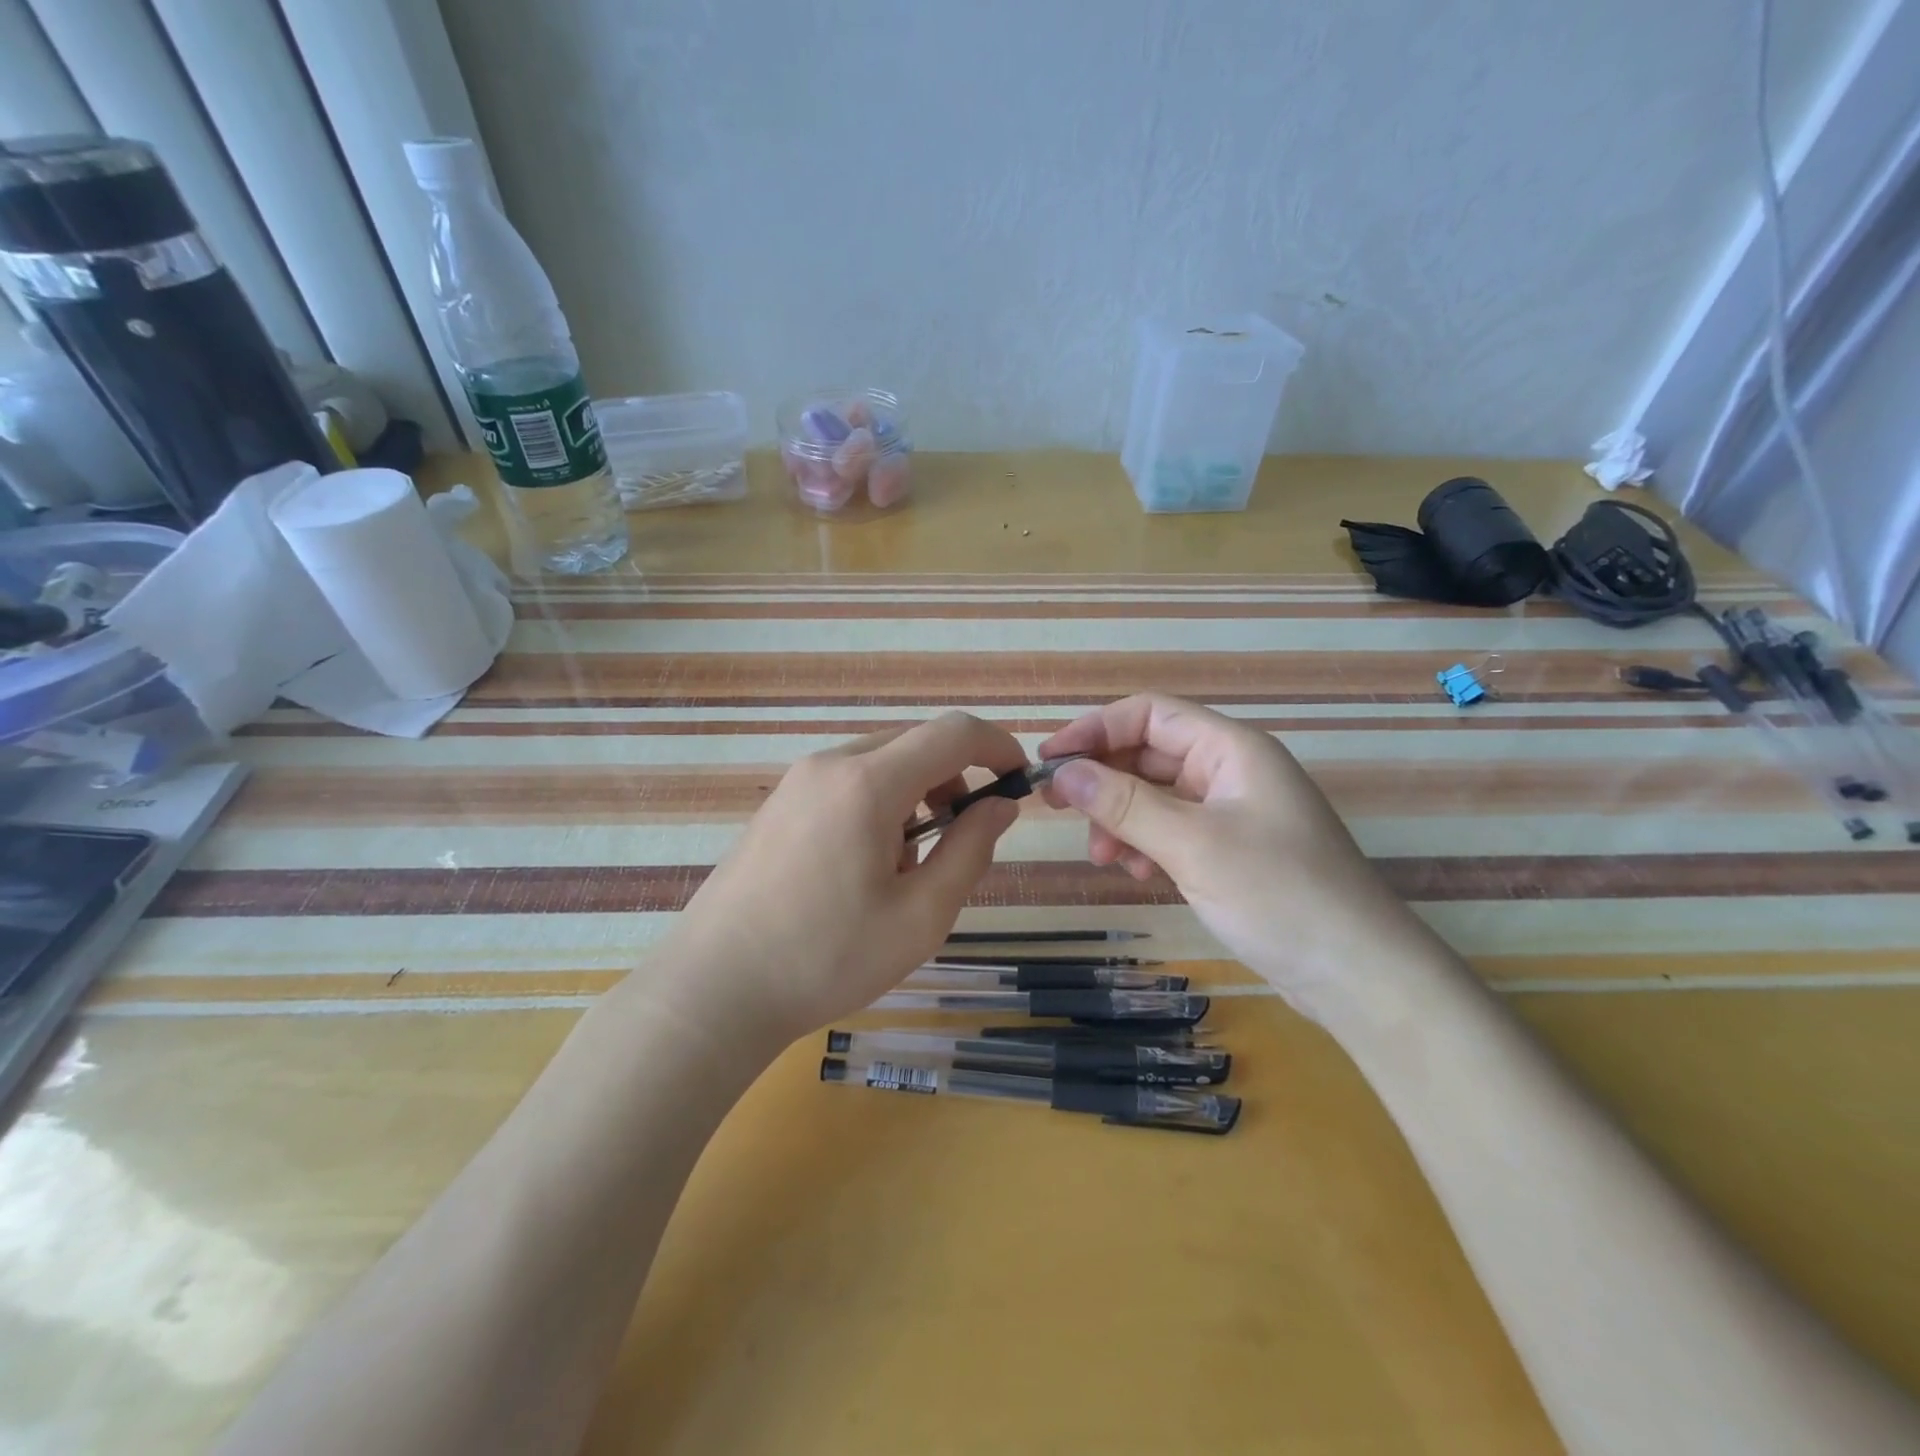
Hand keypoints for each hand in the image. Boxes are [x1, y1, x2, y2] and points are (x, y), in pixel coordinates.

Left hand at [655, 712, 1026, 1052]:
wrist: (713, 990)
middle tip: (964, 837)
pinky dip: (878, 803)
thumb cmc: (826, 958)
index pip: (952, 732)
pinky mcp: (778, 804)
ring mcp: (796, 781)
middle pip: (915, 742)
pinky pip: (846, 782)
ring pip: (880, 761)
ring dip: (916, 793)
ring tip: (909, 866)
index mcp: (867, 783)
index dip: (997, 746)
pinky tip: (864, 866)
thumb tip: (999, 805)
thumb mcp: (920, 915)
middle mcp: (829, 764)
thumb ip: (970, 849)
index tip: (1019, 780)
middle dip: (955, 776)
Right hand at [1039, 694, 1454, 1022]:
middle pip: (1150, 755)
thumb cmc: (1279, 894)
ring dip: (1121, 819)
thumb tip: (1063, 772)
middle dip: (1104, 780)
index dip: (1096, 729)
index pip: (1150, 715)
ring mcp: (1232, 814)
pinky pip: (1172, 831)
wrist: (1357, 975)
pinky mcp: (1231, 852)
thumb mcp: (1193, 845)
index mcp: (1232, 750)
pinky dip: (1146, 845)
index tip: (1050, 759)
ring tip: (1104, 856)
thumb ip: (1124, 804)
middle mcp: (1231, 772)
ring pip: (1157, 797)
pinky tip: (1136, 873)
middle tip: (1060, 808)